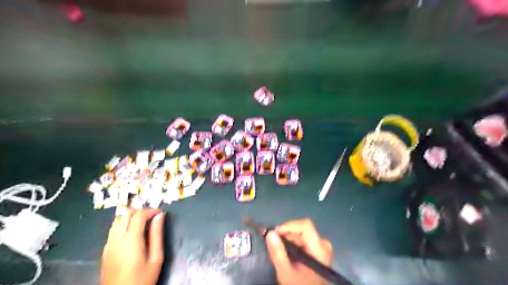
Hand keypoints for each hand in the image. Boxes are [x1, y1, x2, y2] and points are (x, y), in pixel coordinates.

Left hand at [102, 208, 166, 284]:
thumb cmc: (142, 279)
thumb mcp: (156, 258)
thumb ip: (157, 235)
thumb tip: (160, 216)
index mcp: (131, 240)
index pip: (139, 215)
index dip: (151, 210)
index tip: (160, 213)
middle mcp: (117, 239)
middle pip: (126, 214)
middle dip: (140, 211)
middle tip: (152, 217)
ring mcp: (109, 245)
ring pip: (117, 220)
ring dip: (131, 216)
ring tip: (143, 222)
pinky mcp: (105, 250)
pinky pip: (113, 230)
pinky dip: (124, 224)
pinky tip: (133, 233)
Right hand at [266, 218, 333, 284]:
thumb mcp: (286, 272)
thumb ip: (278, 253)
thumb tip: (270, 233)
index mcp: (319, 247)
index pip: (305, 225)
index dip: (288, 226)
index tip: (274, 234)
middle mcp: (323, 243)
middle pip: (302, 229)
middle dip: (286, 234)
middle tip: (274, 243)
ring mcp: (321, 246)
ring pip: (301, 233)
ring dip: (288, 239)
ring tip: (279, 249)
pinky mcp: (318, 250)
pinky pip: (304, 239)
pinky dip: (293, 243)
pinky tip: (286, 251)